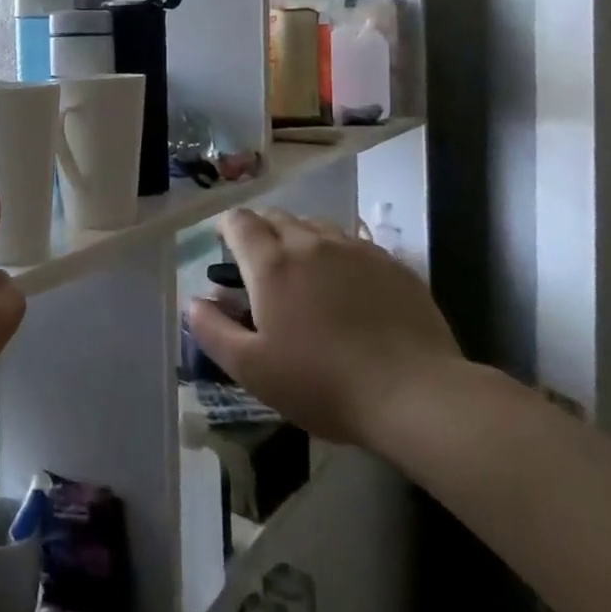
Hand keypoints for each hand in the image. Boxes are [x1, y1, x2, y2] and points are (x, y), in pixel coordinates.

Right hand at [187, 208, 461, 448]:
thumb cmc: (322, 383)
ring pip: (315, 226)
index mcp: (271, 263)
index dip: (228, 230)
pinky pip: (353, 244)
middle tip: (263, 271)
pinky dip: (338, 255)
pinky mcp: (391, 264)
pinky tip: (348, 289)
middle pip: (276, 216)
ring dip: (300, 240)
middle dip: (261, 233)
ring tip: (306, 277)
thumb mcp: (252, 369)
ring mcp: (354, 249)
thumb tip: (194, 302)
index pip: (239, 221)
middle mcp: (309, 242)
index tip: (228, 253)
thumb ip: (212, 330)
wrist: (416, 394)